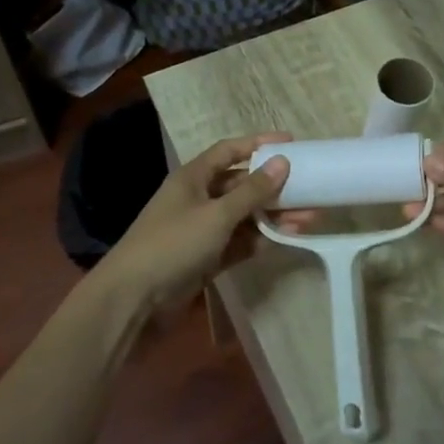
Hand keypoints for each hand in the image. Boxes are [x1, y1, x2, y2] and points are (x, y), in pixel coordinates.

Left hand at [98, 133, 292, 313]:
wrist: (133, 300)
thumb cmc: (173, 245)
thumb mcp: (216, 215)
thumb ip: (251, 191)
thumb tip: (282, 162)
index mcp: (193, 178)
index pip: (229, 151)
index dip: (258, 144)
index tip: (291, 143)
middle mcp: (198, 198)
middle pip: (241, 185)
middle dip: (274, 187)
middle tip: (309, 188)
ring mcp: (202, 230)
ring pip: (244, 216)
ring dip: (272, 216)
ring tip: (307, 219)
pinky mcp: (206, 258)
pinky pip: (239, 242)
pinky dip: (259, 240)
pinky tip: (285, 240)